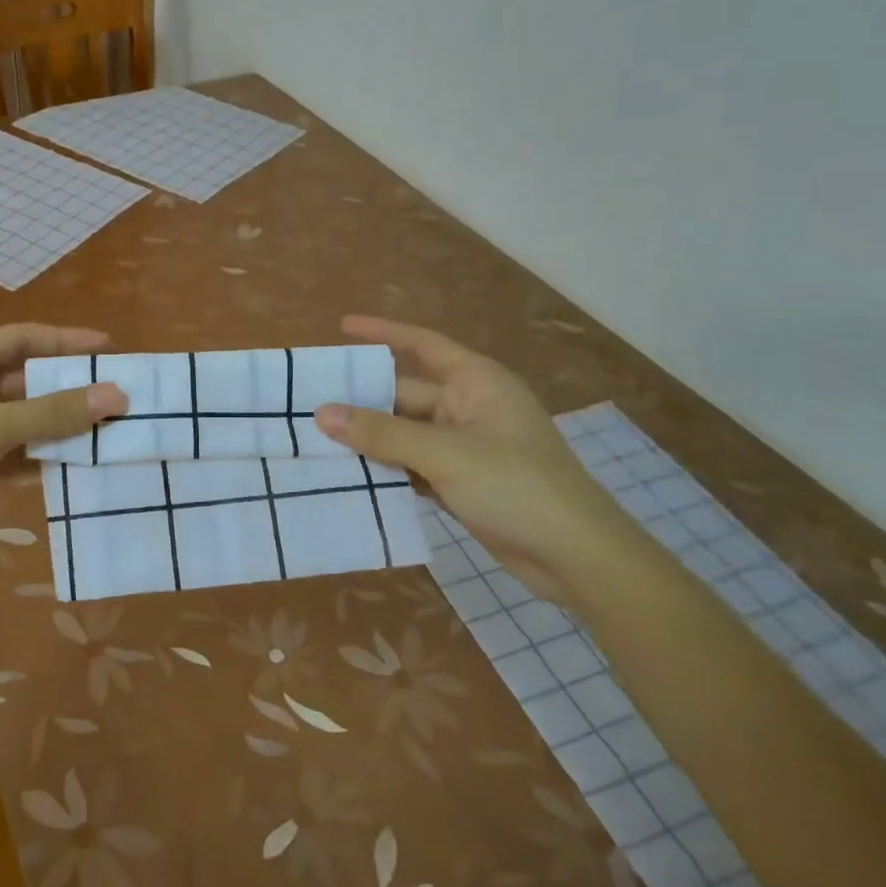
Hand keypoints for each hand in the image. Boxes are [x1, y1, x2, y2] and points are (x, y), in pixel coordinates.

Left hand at [0, 323, 126, 555]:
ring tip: (109, 431)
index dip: (65, 341)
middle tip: (117, 396)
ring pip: (24, 419)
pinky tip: (79, 464)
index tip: (109, 350)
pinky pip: (15, 451)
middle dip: (68, 390)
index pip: (21, 339)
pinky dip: (43, 455)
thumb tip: (116, 395)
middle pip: (26, 380)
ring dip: (60, 426)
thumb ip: (53, 412)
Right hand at [315, 316, 630, 601]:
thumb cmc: (517, 487)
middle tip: (308, 405)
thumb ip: (381, 434)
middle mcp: (469, 407)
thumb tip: (322, 413)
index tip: (341, 328)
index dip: (382, 333)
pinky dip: (387, 470)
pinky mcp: (462, 481)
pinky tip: (352, 477)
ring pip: (405, 434)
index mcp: (475, 382)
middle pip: (405, 395)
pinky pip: (413, 465)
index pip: (422, 344)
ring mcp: (466, 447)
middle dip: (362, 402)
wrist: (576, 558)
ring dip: (370, 440)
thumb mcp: (445, 455)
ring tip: (318, 442)